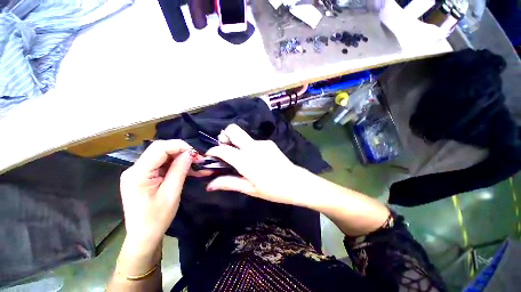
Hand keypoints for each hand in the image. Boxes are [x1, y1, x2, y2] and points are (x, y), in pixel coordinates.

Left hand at [119, 140, 199, 249]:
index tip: (196, 154)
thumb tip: (190, 153)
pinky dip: (176, 166)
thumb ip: (179, 170)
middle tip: (199, 159)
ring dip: (181, 159)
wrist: (144, 236)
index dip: (179, 146)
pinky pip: (162, 165)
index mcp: (138, 173)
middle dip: (182, 152)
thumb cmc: (157, 218)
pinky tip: (188, 170)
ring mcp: (139, 172)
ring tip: (197, 165)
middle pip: (160, 150)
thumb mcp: (171, 193)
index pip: (159, 148)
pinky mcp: (144, 176)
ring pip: (163, 157)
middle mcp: (135, 169)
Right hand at [205, 124, 311, 205]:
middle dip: (224, 136)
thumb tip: (209, 185)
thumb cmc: (273, 190)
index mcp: (246, 161)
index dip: (213, 151)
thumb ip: (229, 183)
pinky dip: (248, 146)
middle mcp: (253, 147)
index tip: (211, 156)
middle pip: (233, 129)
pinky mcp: (269, 143)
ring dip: (236, 142)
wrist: (296, 182)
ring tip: (240, 157)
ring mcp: (262, 143)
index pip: (223, 149)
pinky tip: (255, 158)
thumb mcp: (250, 189)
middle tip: (224, 149)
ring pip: (243, 135)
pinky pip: (253, 141)